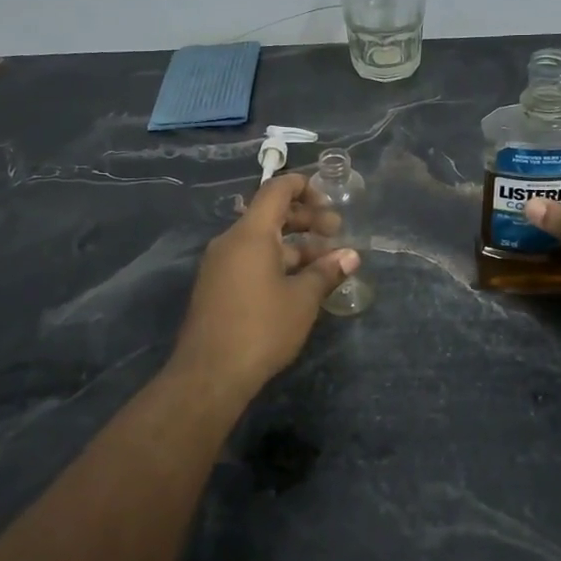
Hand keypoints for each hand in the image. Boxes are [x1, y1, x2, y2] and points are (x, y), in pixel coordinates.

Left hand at [168, 173, 358, 398]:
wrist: (210, 374)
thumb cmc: (261, 328)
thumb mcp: (302, 299)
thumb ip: (326, 272)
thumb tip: (351, 256)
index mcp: (250, 234)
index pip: (276, 190)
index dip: (303, 186)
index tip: (329, 200)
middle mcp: (230, 241)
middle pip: (270, 215)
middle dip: (305, 219)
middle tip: (336, 233)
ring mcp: (220, 265)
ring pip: (261, 241)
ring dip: (294, 246)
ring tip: (324, 263)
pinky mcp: (217, 287)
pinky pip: (249, 261)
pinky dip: (276, 262)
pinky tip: (299, 284)